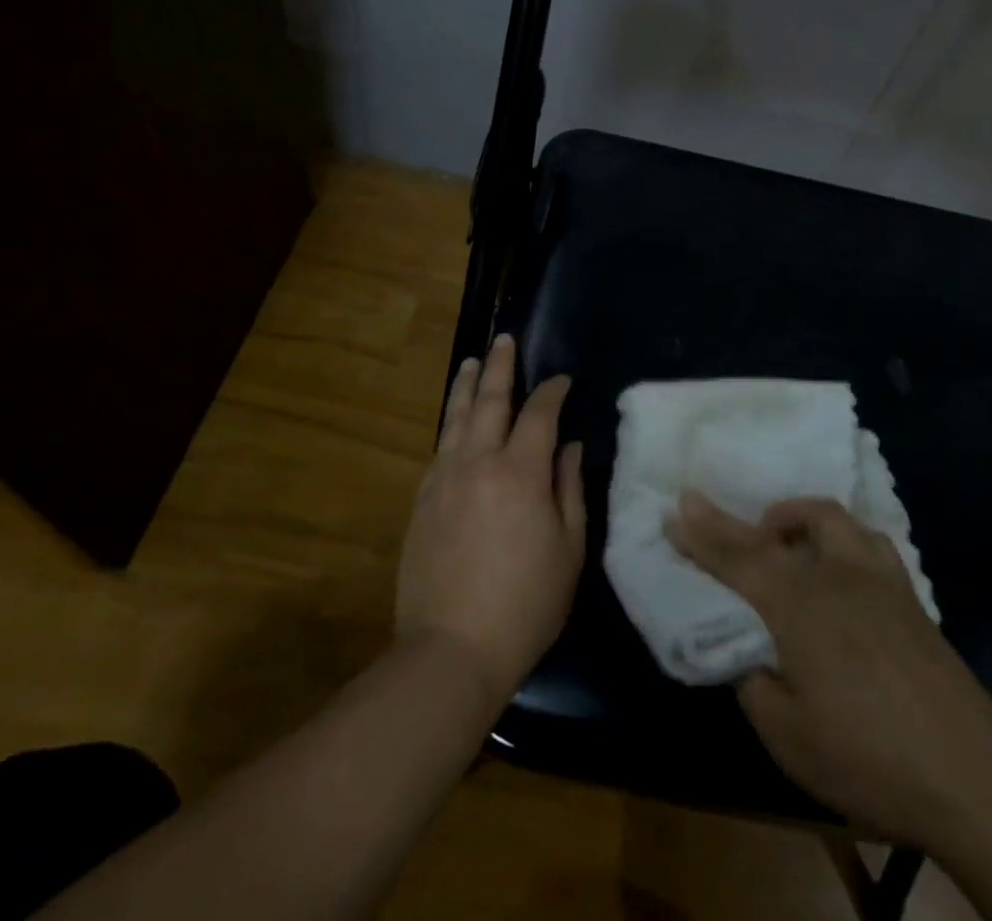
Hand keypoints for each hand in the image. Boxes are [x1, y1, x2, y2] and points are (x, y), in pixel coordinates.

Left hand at [395, 336, 583, 712]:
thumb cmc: (525, 604)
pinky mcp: (422, 499)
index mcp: (520, 473)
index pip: (538, 414)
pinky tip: (454, 419)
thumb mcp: (569, 551)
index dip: (552, 391)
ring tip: (472, 360)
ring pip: (455, 417)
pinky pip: (440, 447)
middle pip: (490, 400)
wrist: (451, 649)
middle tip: (504, 340)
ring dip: (466, 385)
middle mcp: (478, 463)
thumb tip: (568, 447)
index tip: (562, 380)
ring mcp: (444, 479)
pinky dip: (450, 423)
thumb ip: (569, 489)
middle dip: (500, 367)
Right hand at [667, 492, 991, 846]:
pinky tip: (840, 566)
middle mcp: (835, 576)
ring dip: (798, 516)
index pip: (738, 559)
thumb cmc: (869, 760)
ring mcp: (878, 579)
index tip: (674, 510)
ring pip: (832, 518)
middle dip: (738, 519)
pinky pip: (867, 541)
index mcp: (799, 607)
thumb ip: (757, 684)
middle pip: (778, 529)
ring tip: (784, 539)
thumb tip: (752, 655)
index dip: (701, 536)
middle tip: (710, 511)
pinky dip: (841, 538)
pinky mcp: (909, 595)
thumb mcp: (789, 738)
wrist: (971, 778)